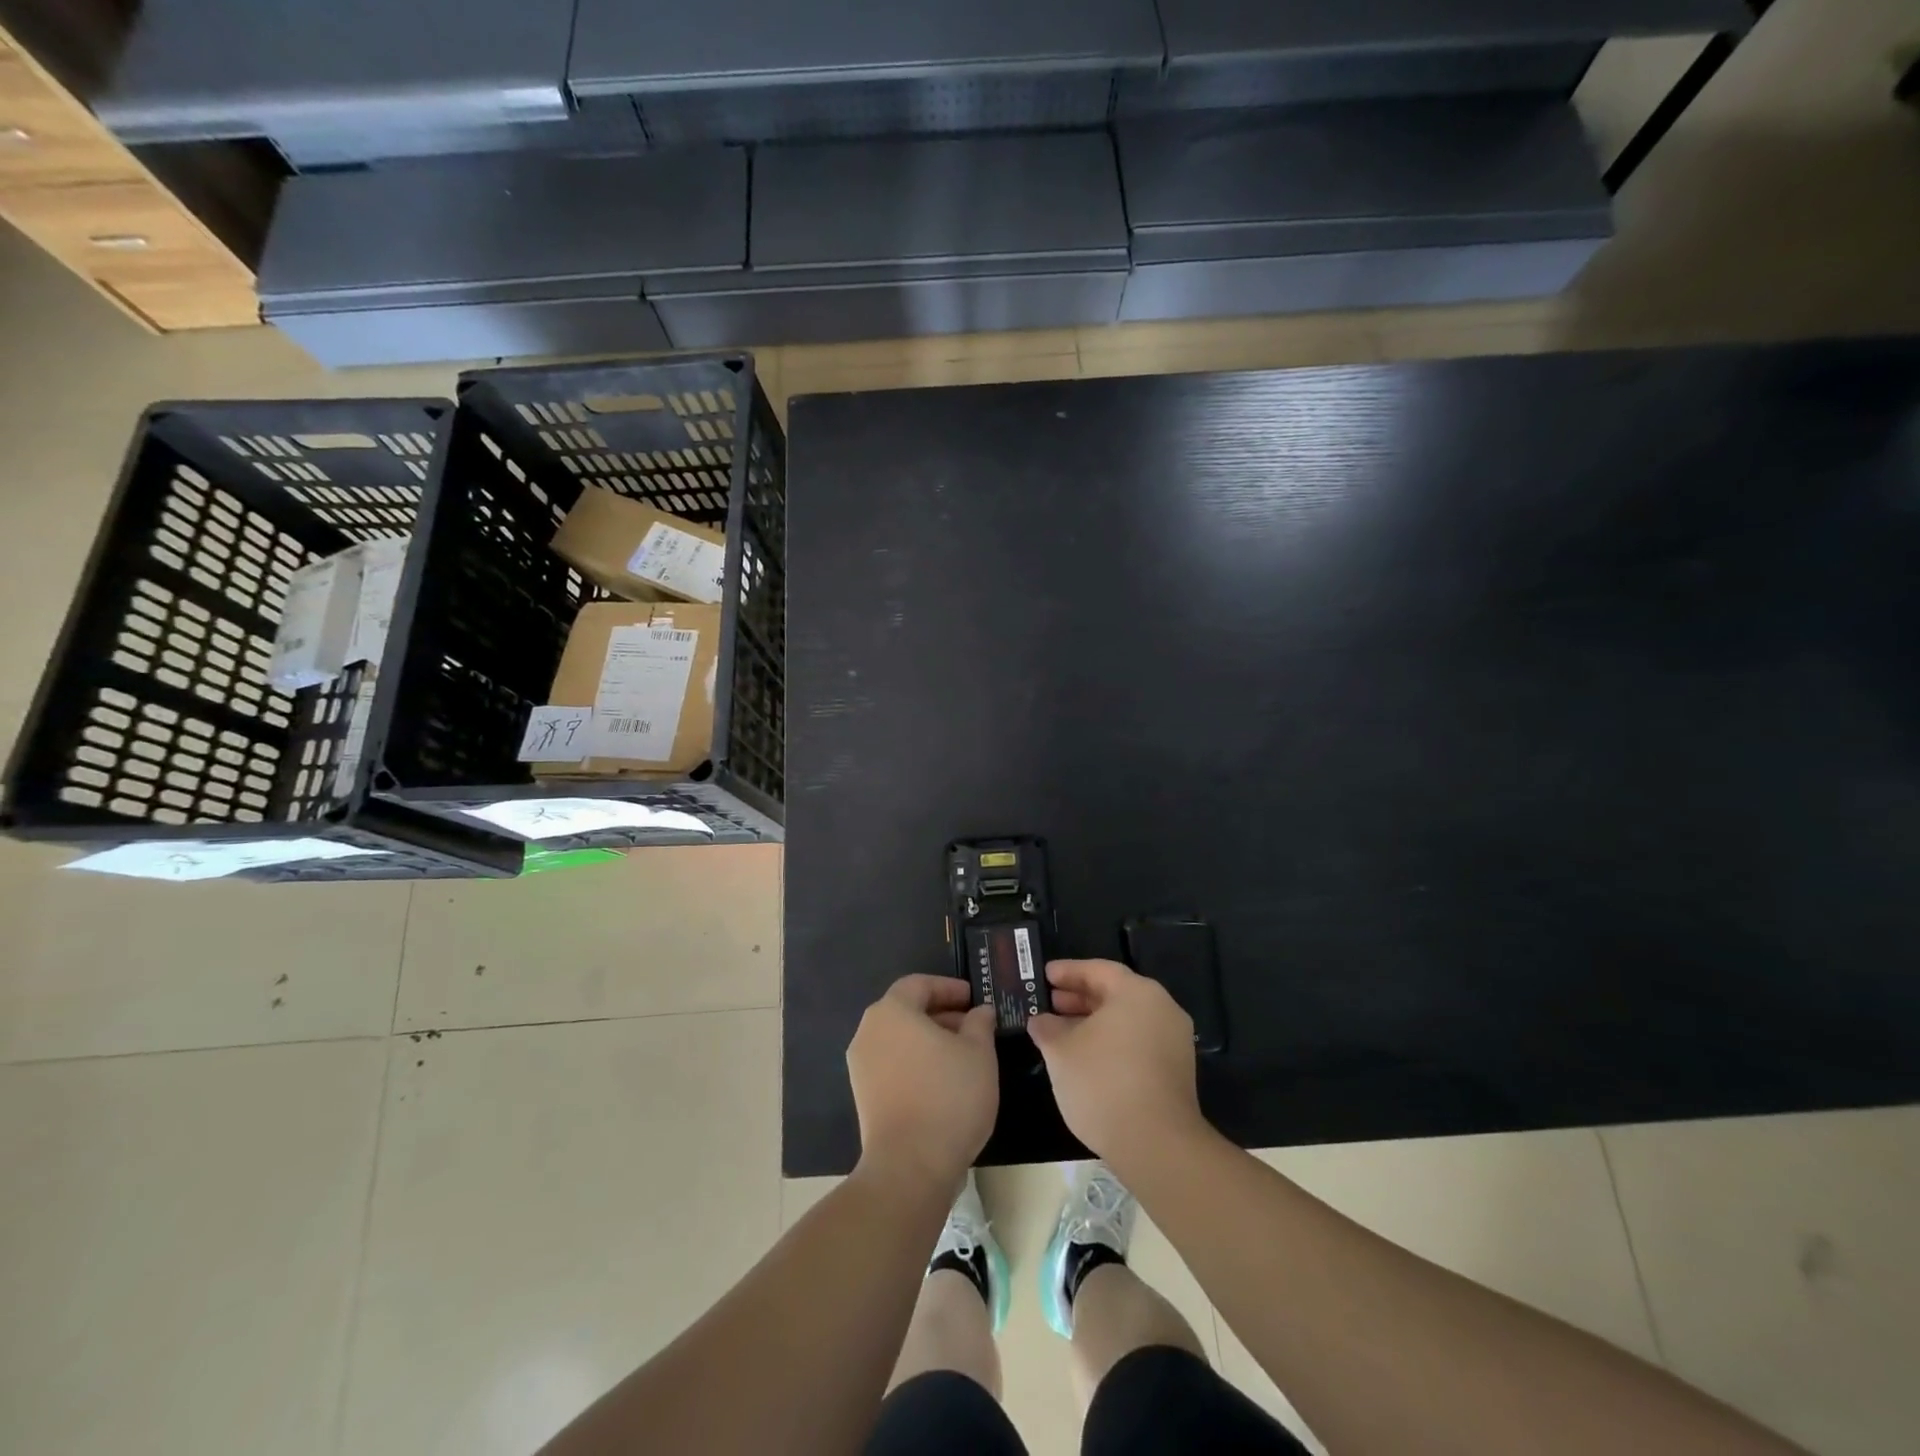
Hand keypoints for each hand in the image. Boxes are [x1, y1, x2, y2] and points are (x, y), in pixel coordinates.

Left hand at [847, 975, 998, 1194]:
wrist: (909, 1167)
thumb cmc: (948, 1097)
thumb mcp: (979, 1053)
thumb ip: (979, 1024)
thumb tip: (979, 1012)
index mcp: (892, 1011)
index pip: (919, 984)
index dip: (949, 988)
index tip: (973, 999)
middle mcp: (869, 1032)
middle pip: (906, 1010)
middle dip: (941, 1015)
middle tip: (973, 1028)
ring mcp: (861, 1066)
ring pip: (899, 1039)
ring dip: (929, 1040)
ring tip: (963, 1057)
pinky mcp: (863, 1096)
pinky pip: (892, 1064)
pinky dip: (916, 1063)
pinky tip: (943, 1082)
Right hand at [1028, 959, 1203, 1169]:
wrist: (1156, 1145)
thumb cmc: (1103, 1082)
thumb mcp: (1061, 1051)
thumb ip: (1047, 1028)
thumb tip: (1041, 1021)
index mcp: (1138, 993)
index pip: (1098, 970)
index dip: (1068, 972)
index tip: (1044, 976)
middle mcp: (1162, 1009)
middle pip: (1115, 993)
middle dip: (1079, 998)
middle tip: (1049, 1003)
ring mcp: (1173, 1042)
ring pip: (1126, 1020)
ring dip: (1093, 1023)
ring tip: (1061, 1034)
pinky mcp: (1175, 1072)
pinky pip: (1137, 1042)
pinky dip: (1111, 1042)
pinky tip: (1086, 1059)